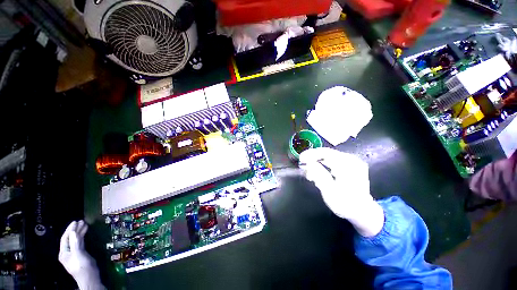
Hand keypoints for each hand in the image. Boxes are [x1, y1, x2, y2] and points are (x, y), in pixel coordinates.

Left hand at [59, 221, 103, 289]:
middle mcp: (68, 252)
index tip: (75, 222)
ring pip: (75, 240)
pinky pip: (80, 242)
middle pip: (70, 238)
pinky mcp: (81, 253)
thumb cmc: (82, 266)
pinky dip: (82, 236)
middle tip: (81, 221)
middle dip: (75, 230)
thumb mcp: (78, 254)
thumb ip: (75, 243)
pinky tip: (85, 232)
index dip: (70, 229)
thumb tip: (73, 231)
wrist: (90, 277)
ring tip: (84, 224)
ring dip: (79, 232)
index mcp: (64, 252)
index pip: (65, 238)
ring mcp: (74, 253)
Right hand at [299, 148, 383, 236]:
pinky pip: (332, 159)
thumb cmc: (346, 204)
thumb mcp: (330, 193)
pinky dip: (323, 164)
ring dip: (316, 162)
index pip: (325, 153)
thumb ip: (319, 176)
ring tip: (310, 173)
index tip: (301, 159)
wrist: (362, 211)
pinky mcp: (350, 163)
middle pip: (326, 153)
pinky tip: (318, 172)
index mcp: (348, 166)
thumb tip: (309, 163)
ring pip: (328, 156)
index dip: (311, 154)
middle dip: (312, 159)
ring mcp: (352, 161)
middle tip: (303, 168)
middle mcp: (351, 160)